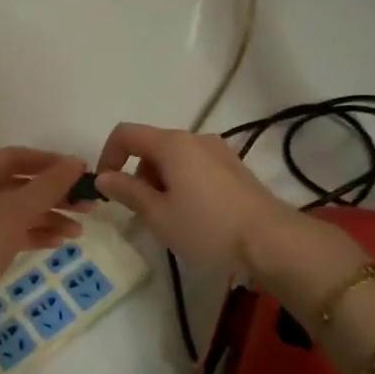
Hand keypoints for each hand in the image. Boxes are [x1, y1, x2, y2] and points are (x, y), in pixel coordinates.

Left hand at [0, 148, 88, 343]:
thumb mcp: (12, 215)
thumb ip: (47, 187)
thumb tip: (75, 162)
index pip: (14, 157)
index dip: (50, 162)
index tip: (81, 171)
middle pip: (17, 185)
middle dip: (53, 194)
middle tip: (87, 205)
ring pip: (15, 211)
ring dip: (47, 217)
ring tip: (79, 231)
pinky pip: (8, 232)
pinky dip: (32, 235)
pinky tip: (58, 243)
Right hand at [93, 122, 294, 275]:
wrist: (270, 239)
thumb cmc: (207, 227)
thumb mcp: (158, 214)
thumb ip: (128, 191)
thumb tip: (104, 177)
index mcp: (172, 144)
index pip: (126, 134)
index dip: (108, 156)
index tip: (106, 188)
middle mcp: (195, 138)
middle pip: (151, 146)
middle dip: (138, 175)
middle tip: (143, 212)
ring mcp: (218, 151)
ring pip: (174, 158)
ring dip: (161, 182)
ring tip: (170, 219)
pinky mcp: (234, 167)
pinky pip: (195, 166)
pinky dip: (183, 183)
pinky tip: (194, 216)